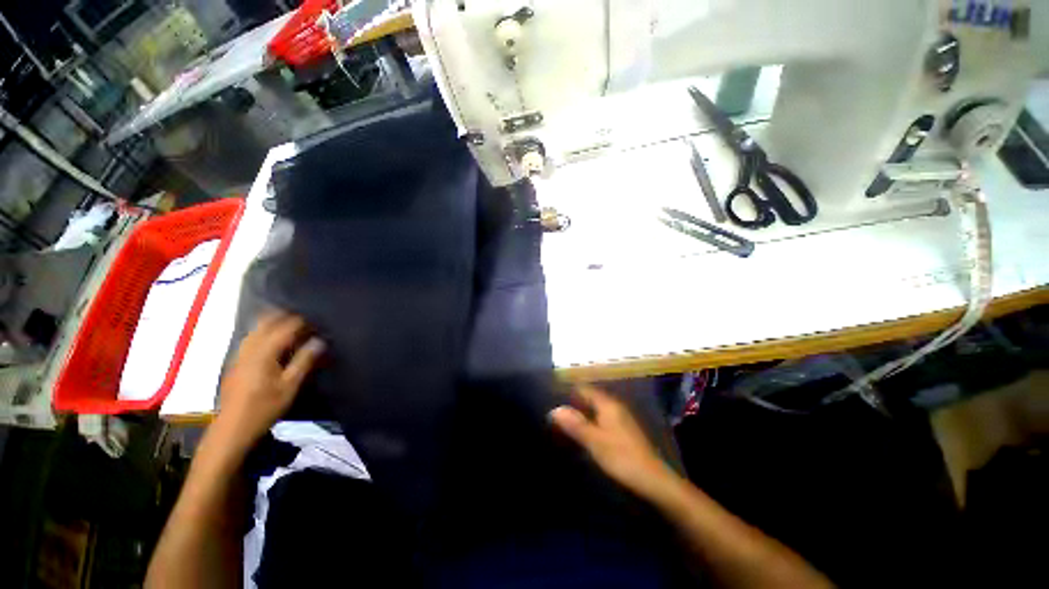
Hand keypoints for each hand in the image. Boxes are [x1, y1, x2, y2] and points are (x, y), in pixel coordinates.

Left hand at [216, 312, 324, 451]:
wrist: (232, 428)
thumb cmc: (264, 407)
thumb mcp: (290, 386)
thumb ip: (304, 361)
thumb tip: (319, 341)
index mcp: (263, 353)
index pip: (283, 328)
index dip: (300, 321)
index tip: (315, 320)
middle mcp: (248, 349)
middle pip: (264, 323)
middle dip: (283, 316)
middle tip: (302, 318)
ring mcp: (239, 355)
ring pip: (255, 329)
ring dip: (272, 323)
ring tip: (290, 325)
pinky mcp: (235, 363)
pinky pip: (250, 338)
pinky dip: (263, 332)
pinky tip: (272, 340)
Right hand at [550, 385, 679, 501]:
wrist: (653, 480)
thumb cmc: (622, 457)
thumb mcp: (595, 441)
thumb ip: (575, 424)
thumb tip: (554, 409)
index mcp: (608, 405)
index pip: (585, 389)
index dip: (570, 389)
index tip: (554, 393)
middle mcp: (615, 407)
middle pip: (591, 398)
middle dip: (575, 401)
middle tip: (556, 407)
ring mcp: (621, 419)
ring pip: (597, 409)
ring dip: (583, 411)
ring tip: (565, 418)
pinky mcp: (624, 432)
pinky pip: (602, 419)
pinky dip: (591, 421)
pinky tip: (584, 430)